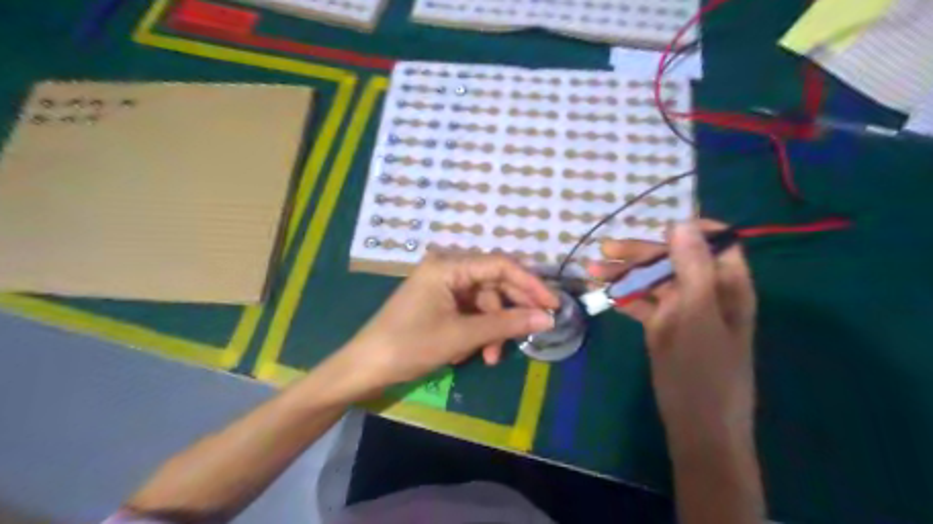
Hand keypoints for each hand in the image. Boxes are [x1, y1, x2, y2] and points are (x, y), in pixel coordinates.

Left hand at [334, 253, 555, 392]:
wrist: (366, 367)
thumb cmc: (409, 346)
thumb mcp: (462, 335)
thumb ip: (506, 324)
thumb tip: (547, 318)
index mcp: (448, 265)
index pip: (501, 265)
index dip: (530, 284)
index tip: (553, 305)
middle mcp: (447, 268)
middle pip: (493, 283)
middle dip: (511, 311)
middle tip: (532, 332)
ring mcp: (442, 286)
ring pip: (483, 302)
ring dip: (492, 328)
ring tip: (490, 357)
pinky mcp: (439, 302)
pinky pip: (469, 312)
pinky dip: (476, 331)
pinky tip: (472, 353)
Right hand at [589, 219, 755, 450]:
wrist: (697, 425)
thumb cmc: (704, 370)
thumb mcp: (698, 314)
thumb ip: (692, 267)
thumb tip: (682, 222)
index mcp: (727, 284)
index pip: (714, 242)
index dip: (688, 230)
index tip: (655, 227)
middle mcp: (705, 291)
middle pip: (673, 259)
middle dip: (640, 253)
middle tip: (605, 251)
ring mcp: (682, 309)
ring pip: (653, 280)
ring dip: (624, 274)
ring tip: (592, 272)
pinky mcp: (663, 326)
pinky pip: (642, 303)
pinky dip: (623, 296)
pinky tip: (602, 294)